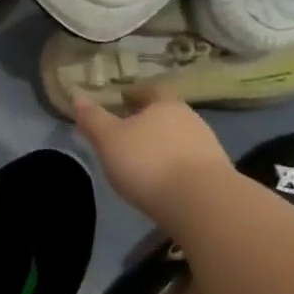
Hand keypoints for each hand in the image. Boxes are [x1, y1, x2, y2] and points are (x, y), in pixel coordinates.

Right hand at [74, 90, 231, 224]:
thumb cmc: (148, 162)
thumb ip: (93, 119)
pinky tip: (163, 182)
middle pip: (167, 115)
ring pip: (179, 140)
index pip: (151, 90)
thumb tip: (77, 96)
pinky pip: (189, 164)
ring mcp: (208, 148)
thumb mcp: (109, 140)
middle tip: (128, 132)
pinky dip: (174, 167)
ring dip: (163, 146)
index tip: (123, 98)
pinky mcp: (216, 176)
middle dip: (149, 121)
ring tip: (143, 161)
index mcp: (165, 105)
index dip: (136, 93)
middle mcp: (191, 120)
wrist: (201, 203)